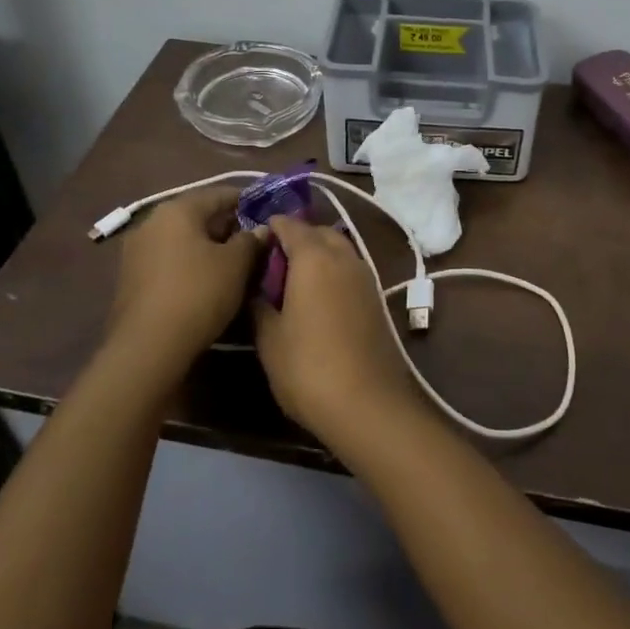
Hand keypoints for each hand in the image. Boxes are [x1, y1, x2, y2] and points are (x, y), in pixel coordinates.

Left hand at [105, 186, 261, 371]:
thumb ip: (252, 241)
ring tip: (237, 268)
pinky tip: (210, 284)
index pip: (220, 194)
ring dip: (210, 249)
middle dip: (229, 228)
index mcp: (177, 210)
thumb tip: (262, 229)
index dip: (249, 203)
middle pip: (199, 216)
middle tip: (257, 246)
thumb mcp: (236, 265)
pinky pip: (171, 261)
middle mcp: (151, 222)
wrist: (148, 347)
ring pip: (184, 241)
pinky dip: (192, 266)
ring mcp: (137, 251)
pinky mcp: (132, 279)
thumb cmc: (198, 293)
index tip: (270, 217)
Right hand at [252, 215, 426, 452]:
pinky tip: (317, 299)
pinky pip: (349, 270)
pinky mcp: (376, 298)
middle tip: (271, 262)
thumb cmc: (308, 367)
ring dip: (318, 255)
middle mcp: (344, 257)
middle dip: (297, 238)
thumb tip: (255, 288)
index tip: (252, 240)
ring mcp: (366, 277)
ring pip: (339, 250)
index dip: (271, 227)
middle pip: (319, 232)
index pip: (290, 225)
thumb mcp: (269, 338)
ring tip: (292, 282)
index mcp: (314, 257)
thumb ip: (259, 305)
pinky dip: (332, 272)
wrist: (367, 403)